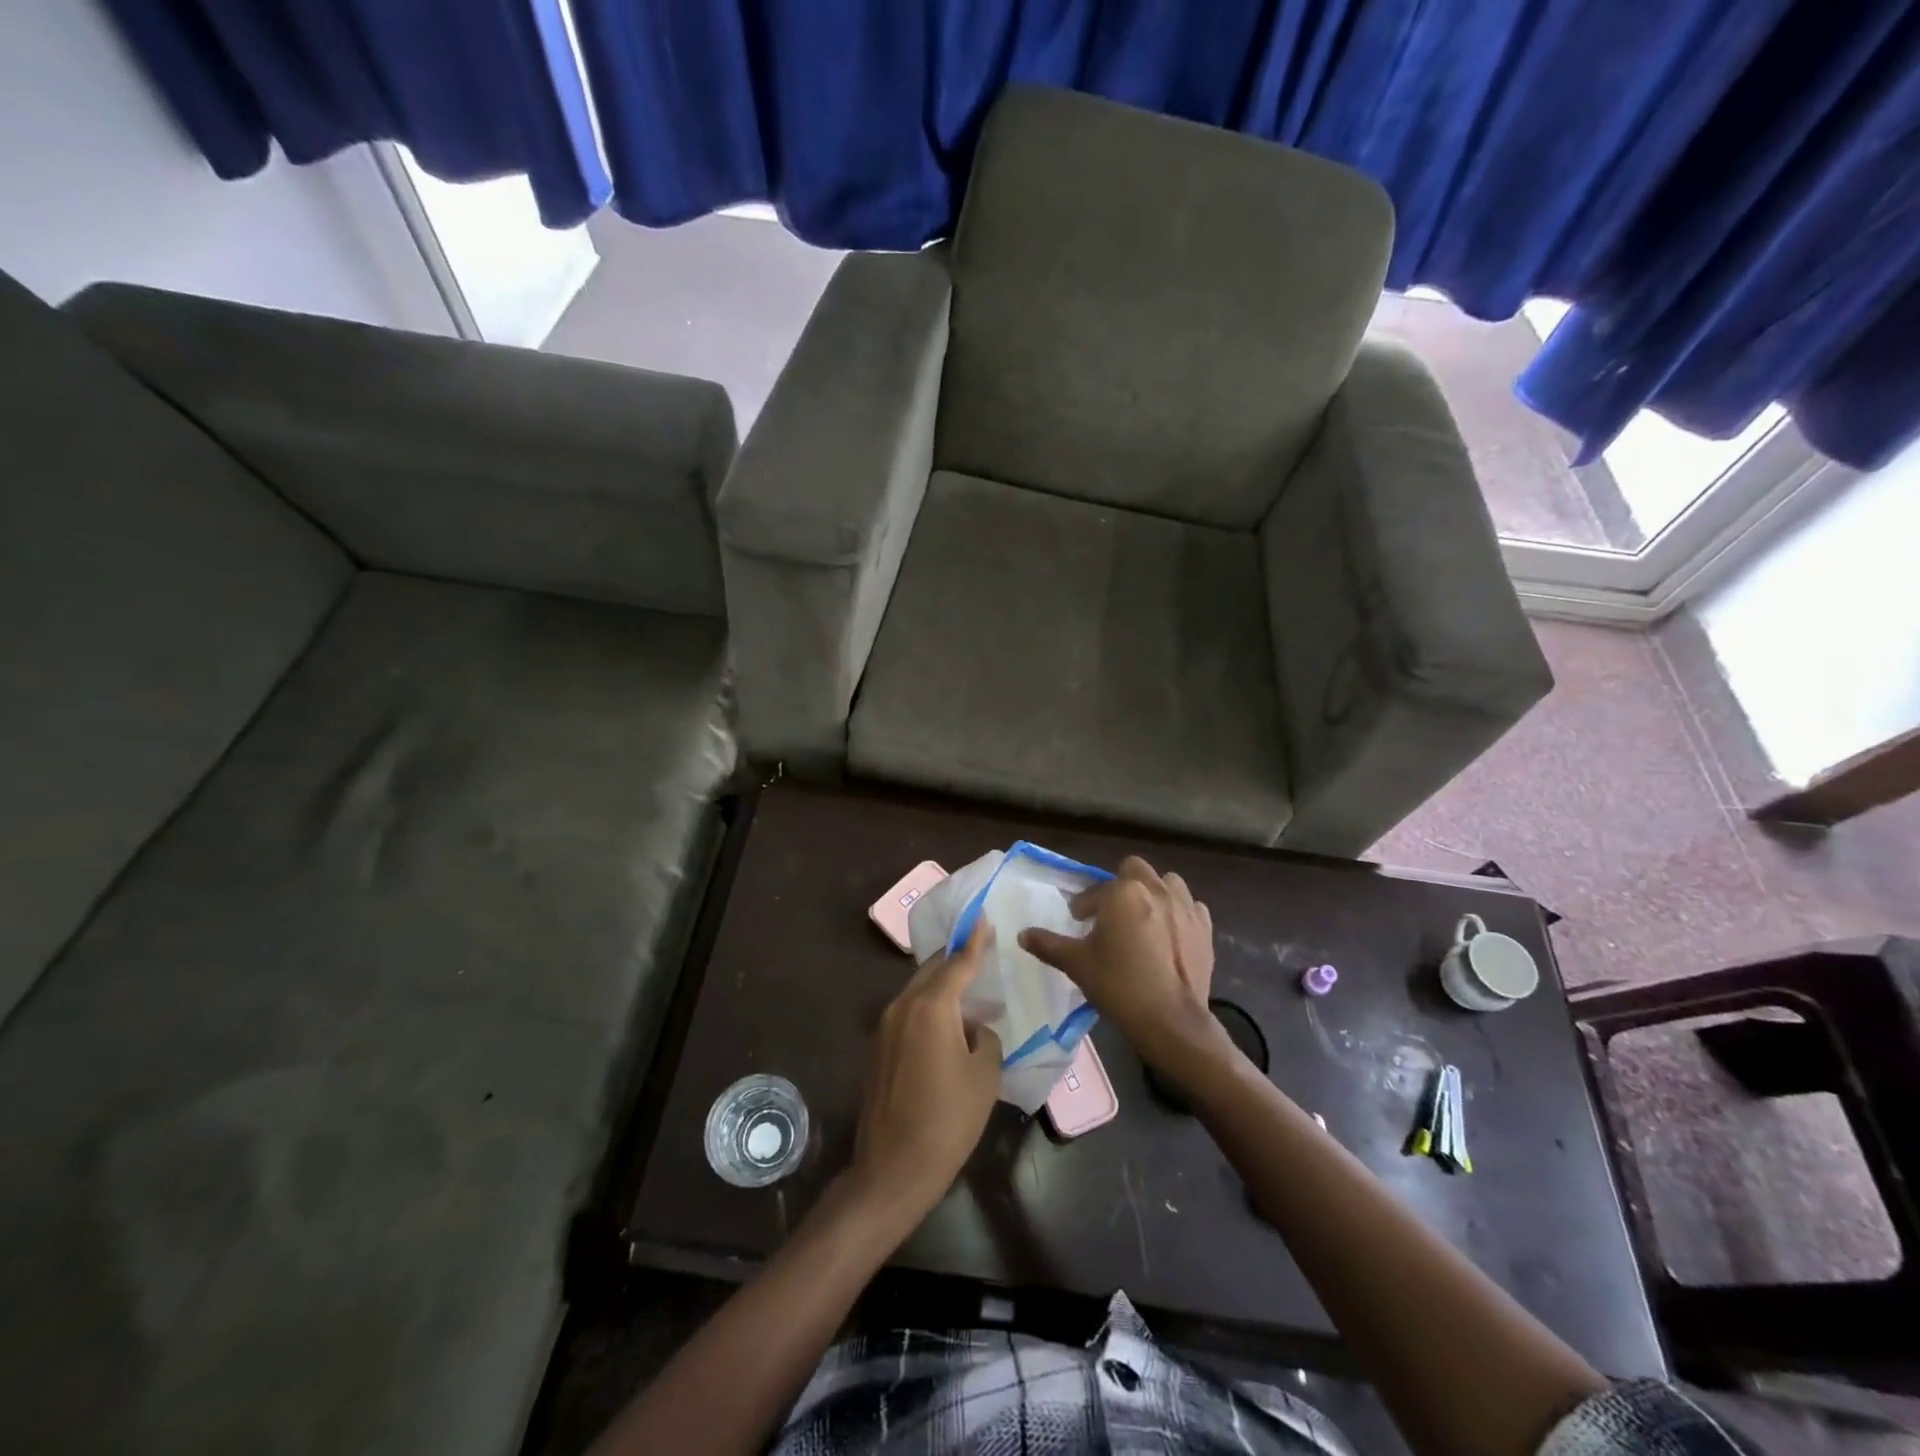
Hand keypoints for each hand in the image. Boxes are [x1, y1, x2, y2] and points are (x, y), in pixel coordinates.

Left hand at [851, 922, 1002, 1216]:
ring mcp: (883, 1028)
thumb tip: (972, 1030)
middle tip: (978, 953)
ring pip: (917, 992)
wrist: (893, 1168)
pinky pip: (906, 1015)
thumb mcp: (984, 1076)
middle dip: (955, 961)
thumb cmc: (948, 1119)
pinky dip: (927, 1010)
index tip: (982, 917)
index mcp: (931, 1007)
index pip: (958, 963)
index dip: (974, 941)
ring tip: (965, 992)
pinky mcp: (876, 1050)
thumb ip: (984, 1038)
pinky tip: (944, 1028)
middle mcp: (902, 1007)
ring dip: (940, 988)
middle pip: (932, 972)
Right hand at [1020, 857, 1222, 1076]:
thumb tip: (1022, 934)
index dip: (1085, 905)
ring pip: (1168, 882)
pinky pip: (1191, 907)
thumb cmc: (1118, 985)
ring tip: (1144, 917)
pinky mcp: (1205, 927)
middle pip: (1135, 870)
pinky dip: (1180, 913)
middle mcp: (1155, 889)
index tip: (1080, 923)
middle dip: (1121, 885)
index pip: (1096, 890)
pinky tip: (1171, 934)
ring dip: (1155, 892)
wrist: (1171, 1020)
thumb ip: (1048, 944)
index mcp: (1122, 892)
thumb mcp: (1076, 964)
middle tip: (1112, 914)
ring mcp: (1185, 906)